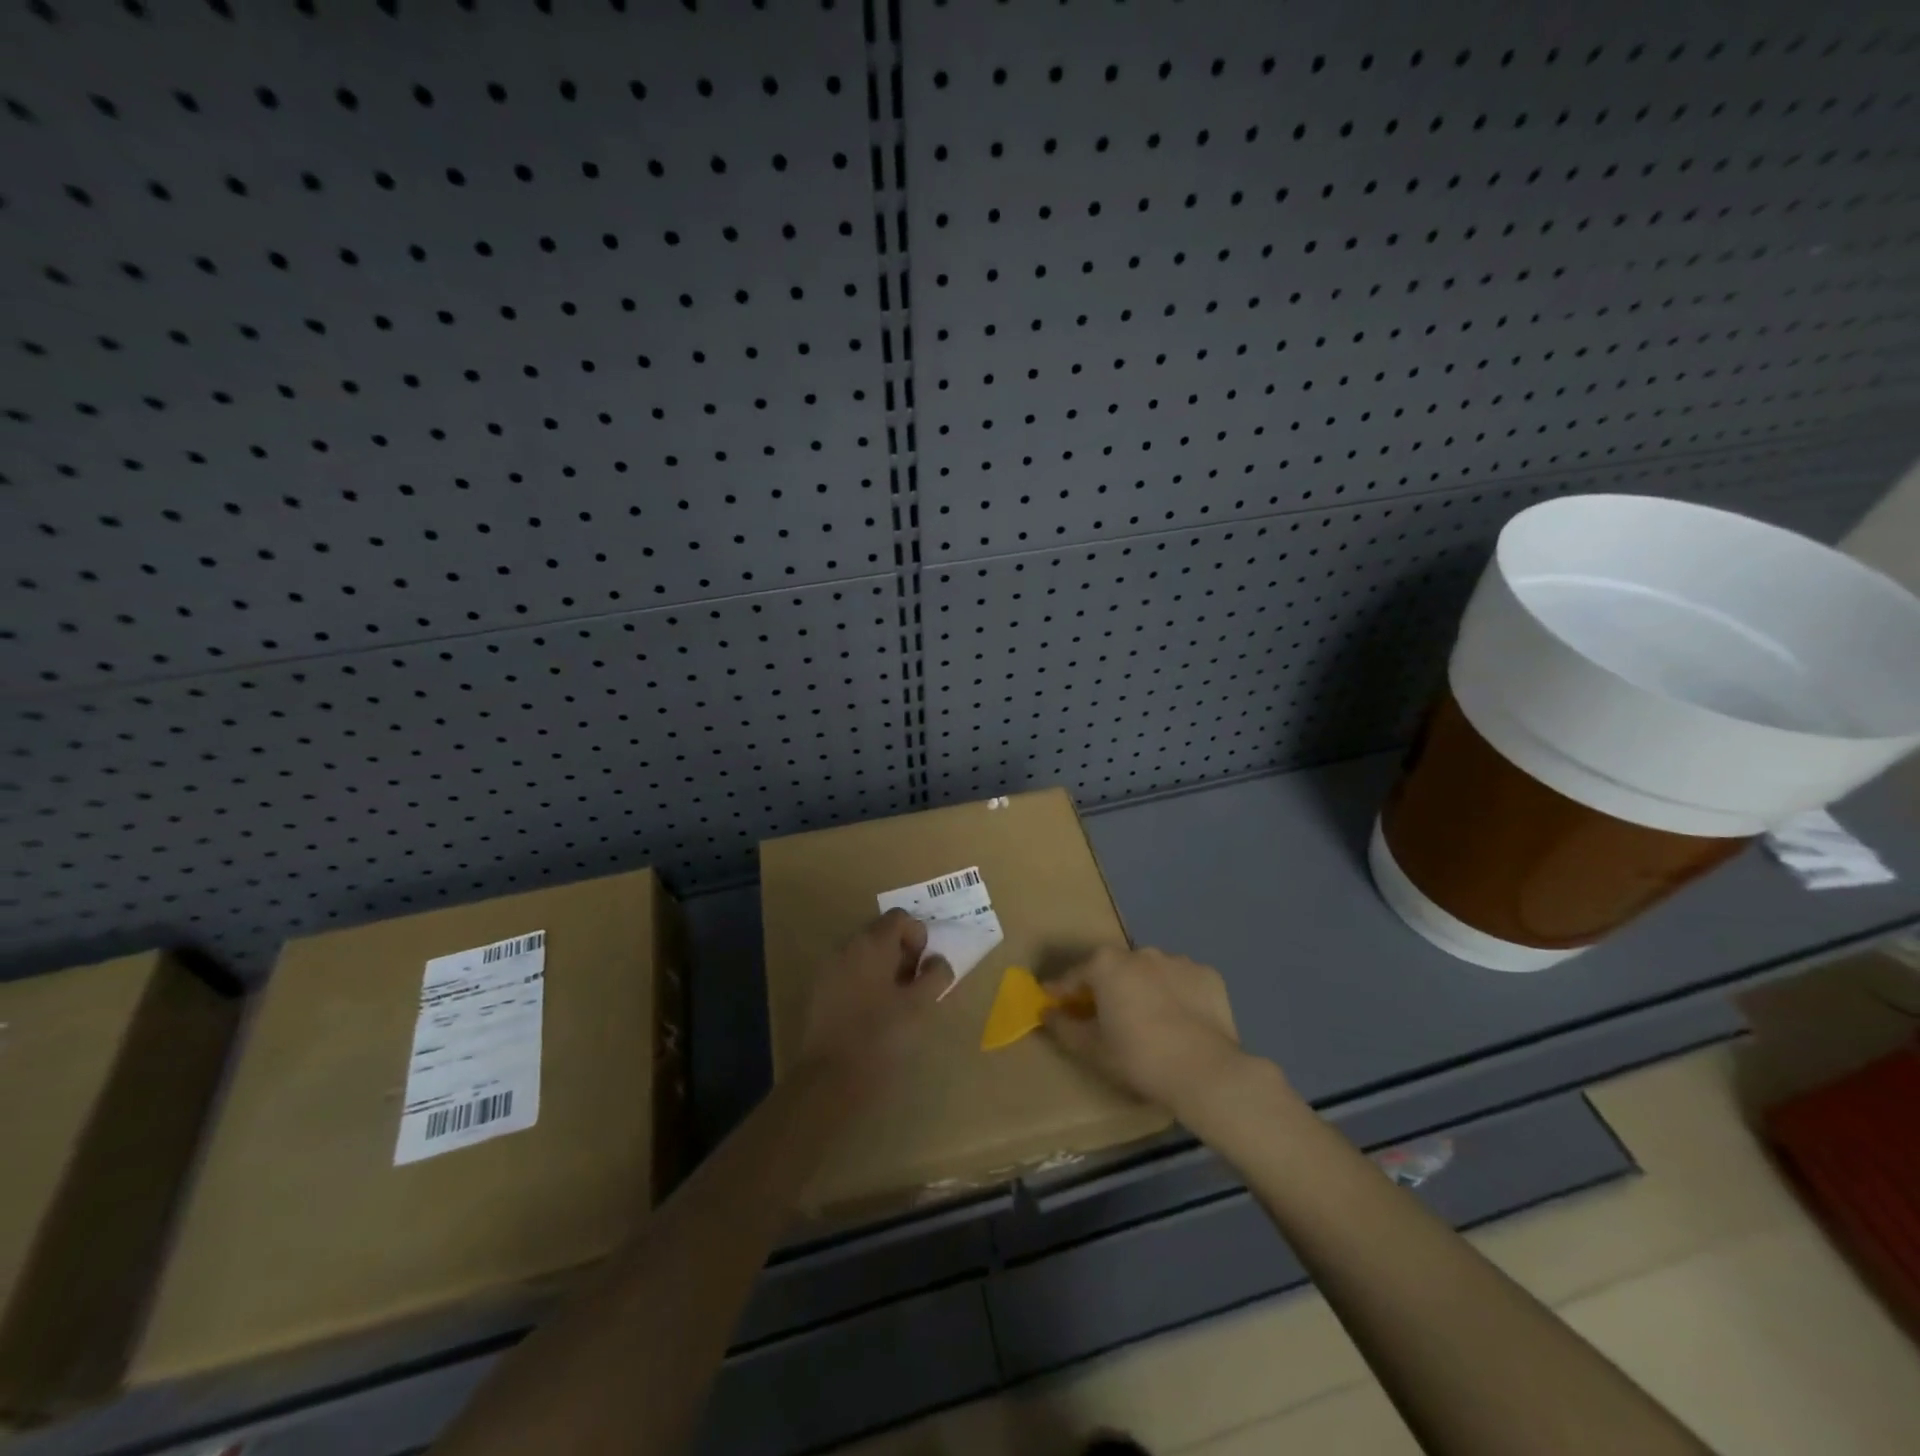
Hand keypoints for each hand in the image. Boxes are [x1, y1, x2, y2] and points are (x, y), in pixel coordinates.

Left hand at [797, 909, 953, 1088]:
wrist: (831, 1078)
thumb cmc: (882, 1036)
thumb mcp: (920, 1006)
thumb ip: (935, 976)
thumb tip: (937, 960)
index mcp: (871, 943)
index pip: (900, 918)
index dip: (918, 937)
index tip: (924, 968)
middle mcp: (846, 946)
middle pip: (880, 933)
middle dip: (902, 952)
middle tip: (914, 986)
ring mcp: (829, 968)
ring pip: (864, 954)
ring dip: (884, 968)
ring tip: (896, 1002)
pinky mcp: (819, 991)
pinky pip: (849, 973)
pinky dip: (865, 981)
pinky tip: (872, 1012)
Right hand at [1044, 947, 1252, 1115]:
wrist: (1205, 1072)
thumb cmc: (1138, 1058)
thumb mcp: (1091, 1049)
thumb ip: (1062, 1027)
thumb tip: (1046, 1012)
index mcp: (1106, 964)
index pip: (1075, 976)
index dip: (1062, 992)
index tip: (1055, 1005)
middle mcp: (1140, 952)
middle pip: (1115, 969)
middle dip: (1107, 988)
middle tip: (1107, 1018)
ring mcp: (1178, 960)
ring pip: (1151, 972)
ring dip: (1144, 988)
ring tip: (1149, 1021)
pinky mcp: (1208, 975)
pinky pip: (1182, 982)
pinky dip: (1177, 995)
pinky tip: (1181, 1021)